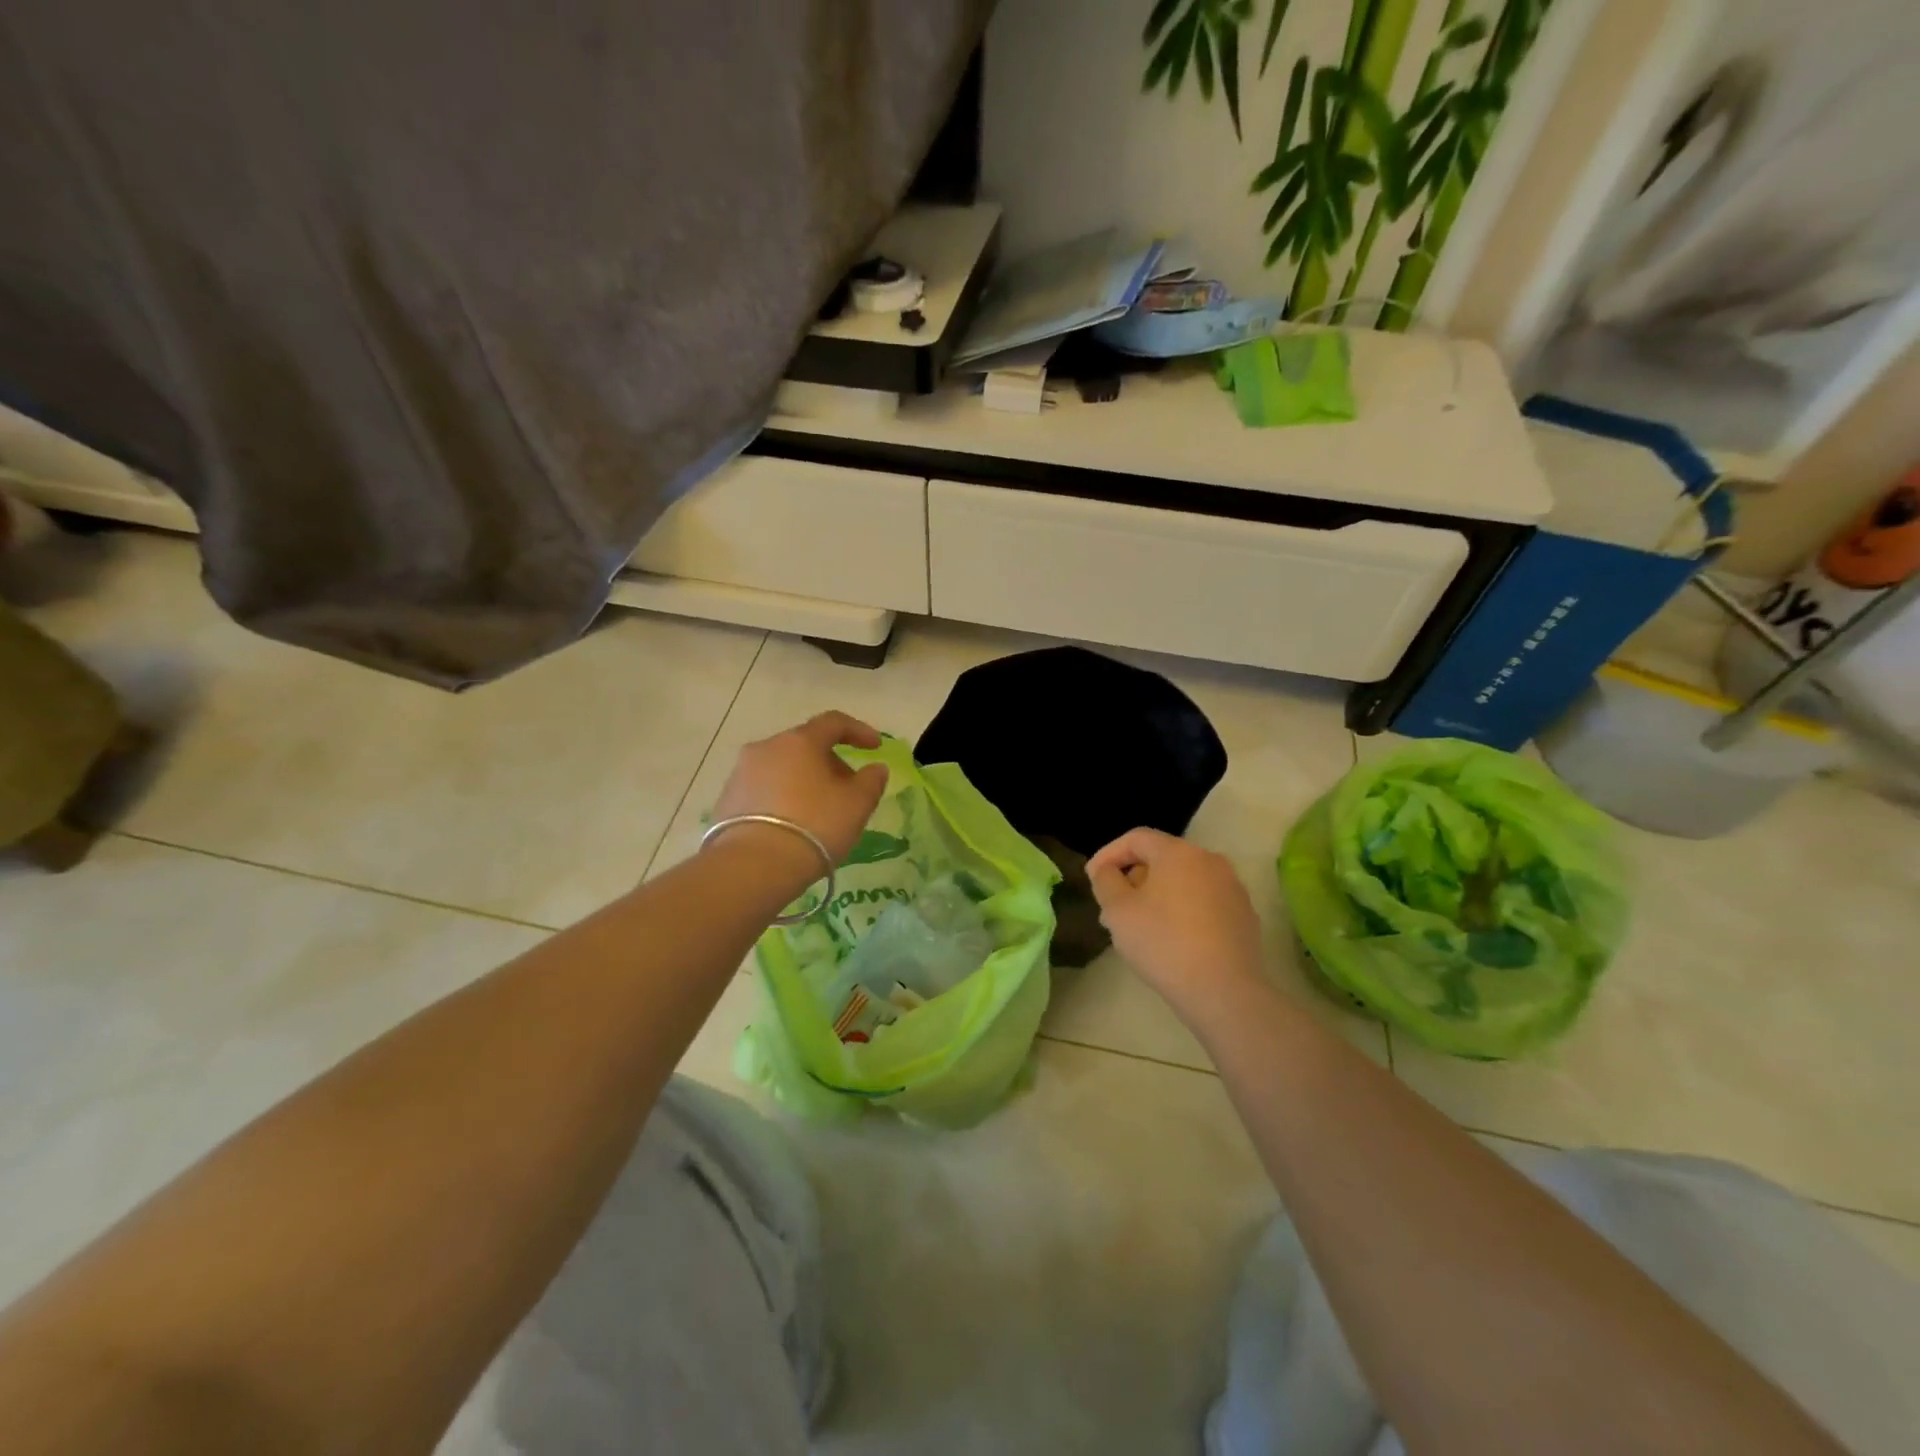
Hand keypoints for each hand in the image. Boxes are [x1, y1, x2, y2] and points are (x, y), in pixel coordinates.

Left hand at [708, 711, 889, 872]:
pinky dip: (783, 798)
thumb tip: (875, 768)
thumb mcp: (857, 805)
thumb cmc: (814, 826)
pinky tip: (793, 825)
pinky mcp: (726, 801)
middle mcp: (766, 748)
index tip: (875, 747)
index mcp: (799, 741)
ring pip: (782, 768)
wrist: (752, 866)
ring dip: (804, 781)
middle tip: (848, 789)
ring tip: (820, 811)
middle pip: (805, 745)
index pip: (833, 722)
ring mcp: (740, 773)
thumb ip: (871, 781)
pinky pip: (764, 790)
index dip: (858, 731)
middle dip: (830, 762)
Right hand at [1086, 828, 1266, 1026]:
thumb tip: (1109, 871)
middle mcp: (1210, 860)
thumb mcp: (1118, 910)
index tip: (1092, 878)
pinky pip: (1203, 902)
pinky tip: (1171, 939)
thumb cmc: (1163, 943)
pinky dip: (1182, 910)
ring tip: (1139, 926)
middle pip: (1162, 858)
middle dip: (1132, 878)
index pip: (1136, 838)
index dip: (1108, 854)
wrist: (1223, 991)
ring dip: (1157, 895)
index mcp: (1179, 852)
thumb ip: (1106, 880)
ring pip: (1183, 881)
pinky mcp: (1244, 916)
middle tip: (1112, 907)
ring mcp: (1232, 888)